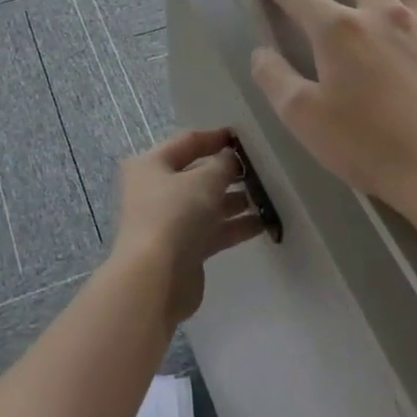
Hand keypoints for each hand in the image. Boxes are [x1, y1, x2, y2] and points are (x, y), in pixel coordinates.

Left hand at [110, 128, 265, 325]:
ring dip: (234, 201)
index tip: (242, 137)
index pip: (186, 143)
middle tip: (260, 171)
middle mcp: (155, 190)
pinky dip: (233, 226)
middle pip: (196, 175)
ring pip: (206, 205)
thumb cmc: (174, 215)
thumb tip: (230, 158)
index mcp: (150, 165)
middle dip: (227, 173)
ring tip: (266, 197)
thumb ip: (222, 165)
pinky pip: (212, 230)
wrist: (155, 279)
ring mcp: (168, 222)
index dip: (214, 138)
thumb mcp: (204, 181)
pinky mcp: (182, 250)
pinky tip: (262, 224)